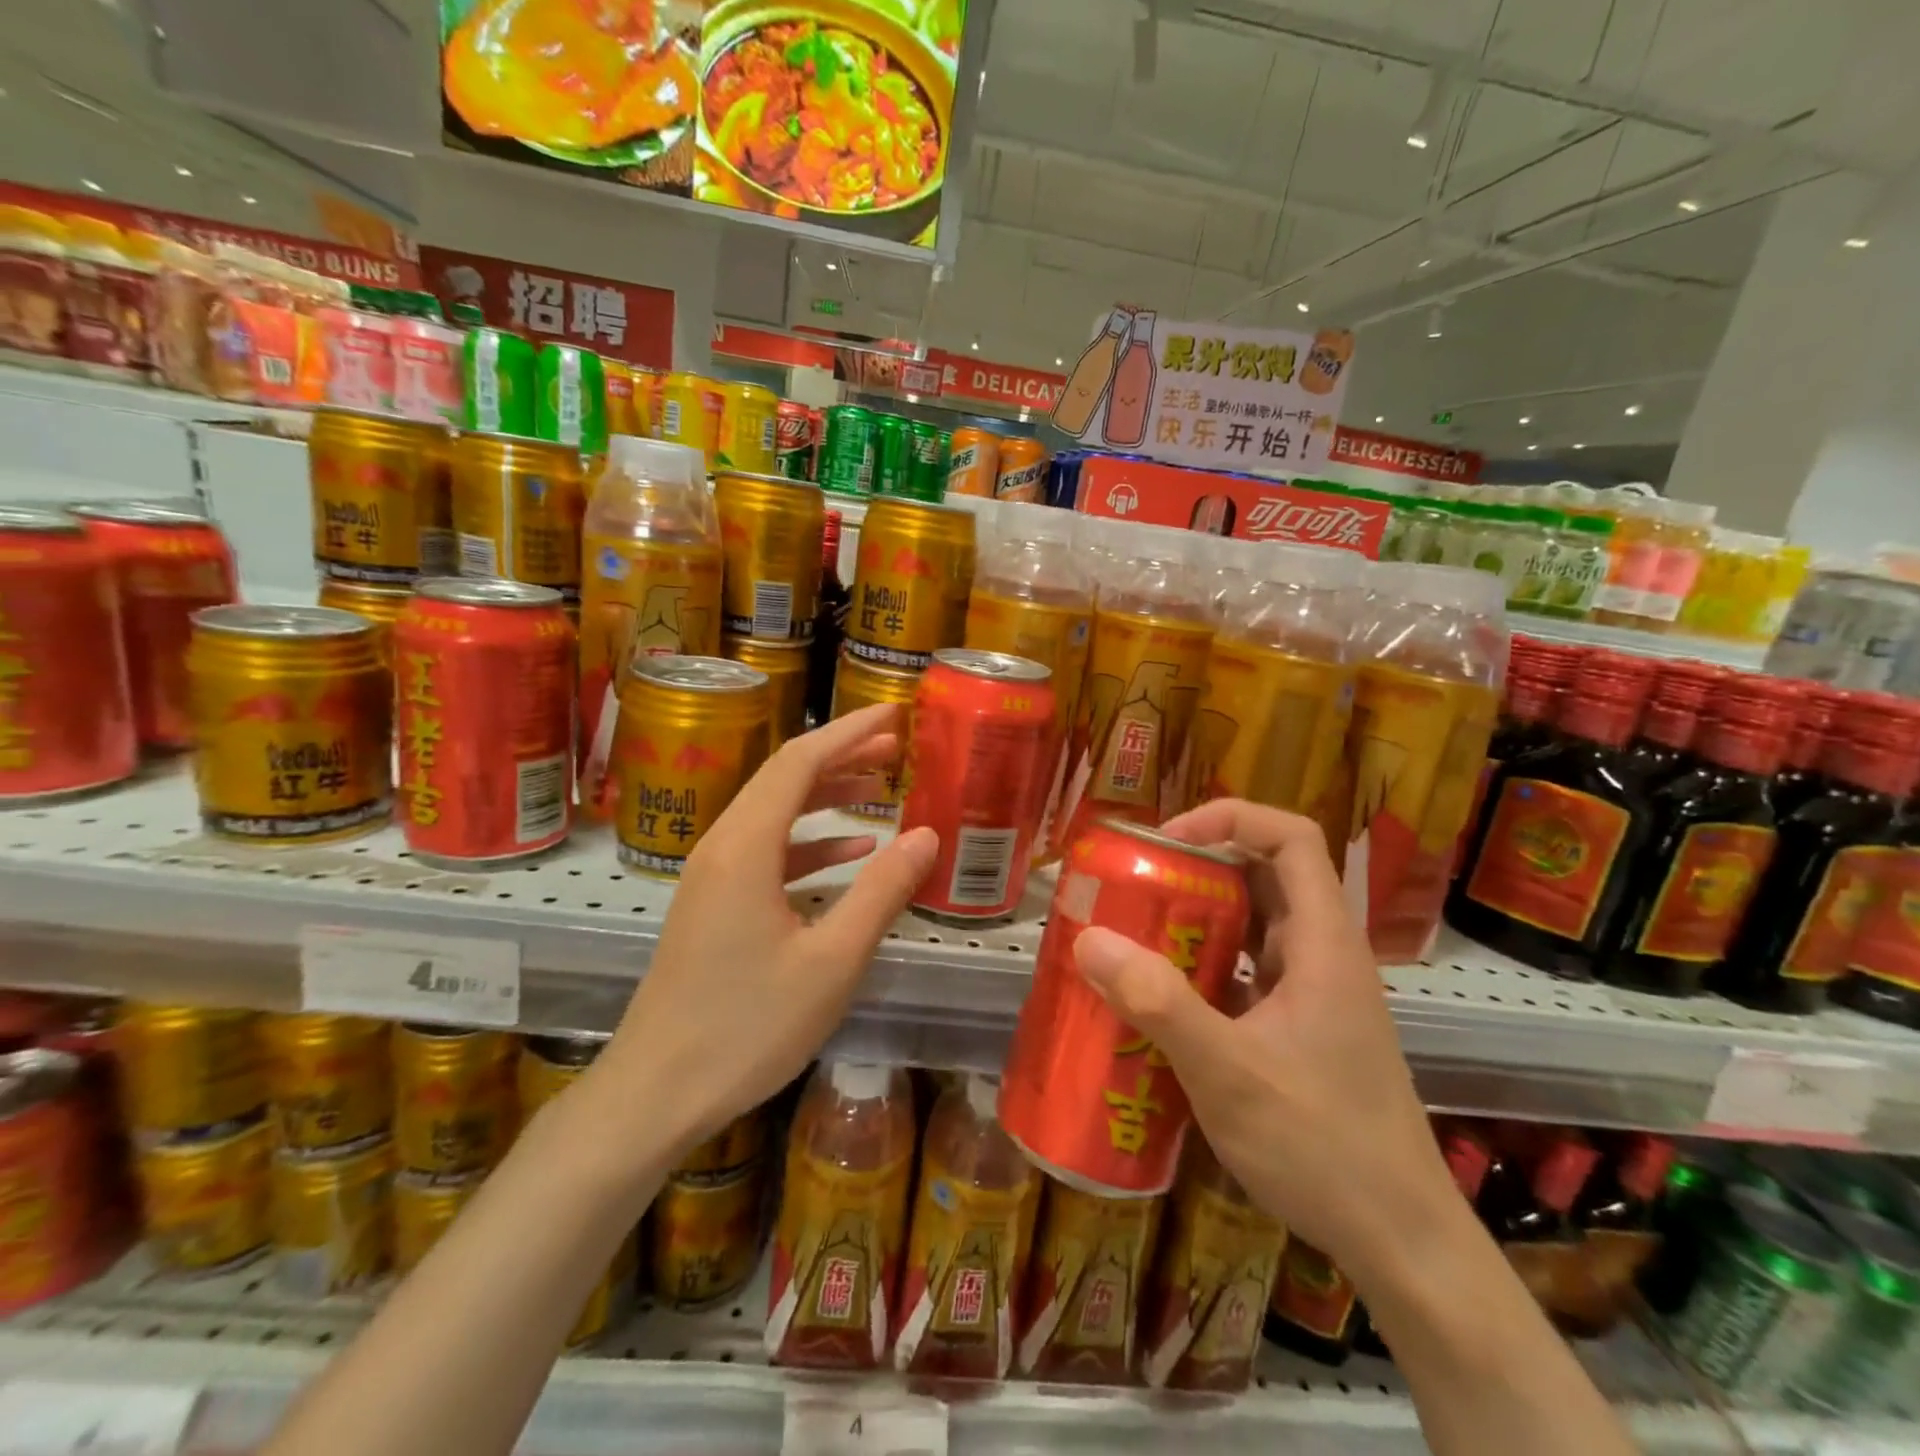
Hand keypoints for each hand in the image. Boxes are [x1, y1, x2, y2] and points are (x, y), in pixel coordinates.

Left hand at [587, 704, 937, 1161]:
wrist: (655, 1093)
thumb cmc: (747, 1027)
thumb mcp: (831, 961)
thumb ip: (881, 891)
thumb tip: (925, 834)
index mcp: (745, 847)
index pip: (799, 762)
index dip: (848, 732)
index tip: (893, 715)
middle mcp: (722, 847)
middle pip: (784, 779)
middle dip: (841, 756)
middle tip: (897, 747)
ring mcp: (712, 876)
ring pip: (775, 813)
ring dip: (826, 796)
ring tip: (880, 788)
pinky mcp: (712, 904)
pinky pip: (766, 851)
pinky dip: (809, 842)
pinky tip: (848, 853)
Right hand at [1070, 798, 1456, 1278]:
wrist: (1402, 1245)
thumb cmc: (1324, 1146)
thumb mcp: (1229, 1073)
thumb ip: (1159, 1003)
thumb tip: (1088, 938)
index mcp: (1323, 943)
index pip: (1292, 837)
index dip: (1230, 819)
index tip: (1167, 842)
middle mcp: (1323, 954)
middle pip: (1264, 875)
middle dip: (1197, 869)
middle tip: (1133, 886)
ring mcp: (1315, 993)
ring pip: (1254, 925)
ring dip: (1197, 919)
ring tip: (1135, 933)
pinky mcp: (1301, 1028)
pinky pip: (1248, 972)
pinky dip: (1205, 967)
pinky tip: (1162, 998)